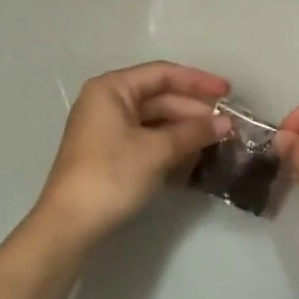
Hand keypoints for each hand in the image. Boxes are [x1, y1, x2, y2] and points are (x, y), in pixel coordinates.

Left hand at [32, 62, 231, 245]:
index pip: (162, 74)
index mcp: (112, 89)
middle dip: (194, 110)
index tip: (228, 92)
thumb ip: (193, 132)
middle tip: (228, 124)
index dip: (198, 82)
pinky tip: (194, 155)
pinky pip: (147, 139)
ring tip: (217, 140)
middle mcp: (107, 102)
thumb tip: (227, 123)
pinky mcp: (110, 153)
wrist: (70, 224)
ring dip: (185, 129)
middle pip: (159, 97)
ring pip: (155, 120)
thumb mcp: (157, 150)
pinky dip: (170, 144)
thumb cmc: (112, 175)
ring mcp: (107, 129)